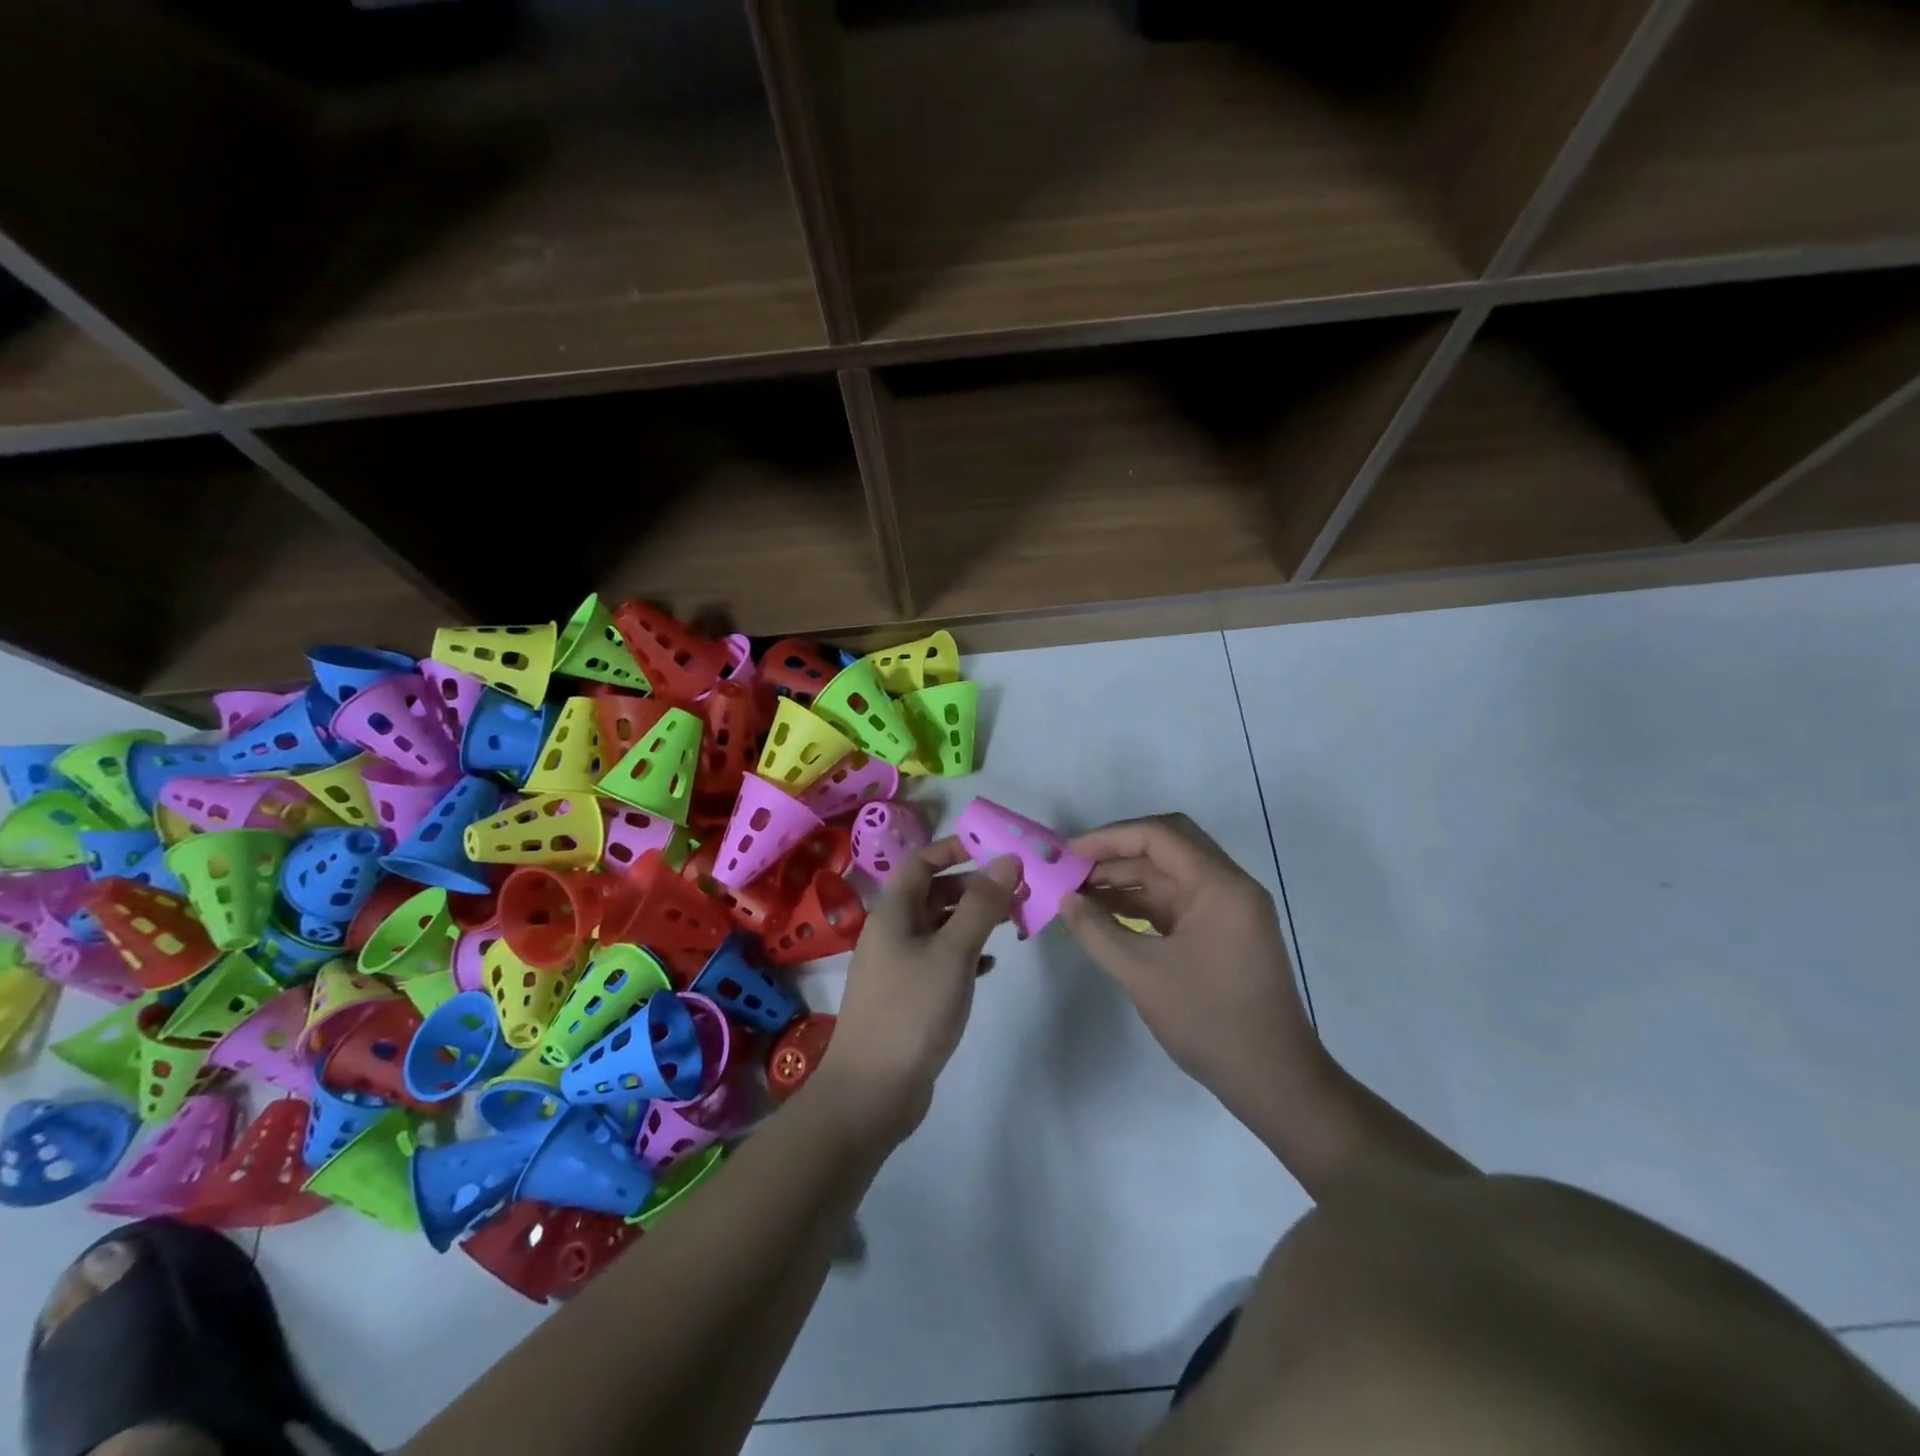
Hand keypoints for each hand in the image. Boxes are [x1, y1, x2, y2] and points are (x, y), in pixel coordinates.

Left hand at [816, 838, 1020, 1145]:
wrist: (871, 1092)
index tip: (994, 850)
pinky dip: (964, 954)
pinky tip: (989, 965)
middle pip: (932, 893)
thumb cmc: (912, 1011)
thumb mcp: (953, 952)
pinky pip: (938, 960)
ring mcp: (896, 966)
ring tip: (1011, 923)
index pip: (922, 862)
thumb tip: (1006, 859)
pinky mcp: (906, 996)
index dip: (954, 849)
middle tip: (1015, 891)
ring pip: (938, 927)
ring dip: (972, 921)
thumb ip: (981, 905)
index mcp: (893, 913)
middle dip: (973, 887)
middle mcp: (891, 932)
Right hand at [1060, 814, 1324, 1134]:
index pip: (1159, 836)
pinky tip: (1104, 913)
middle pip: (1166, 846)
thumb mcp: (1144, 975)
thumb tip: (1064, 900)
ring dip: (1125, 879)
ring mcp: (1227, 910)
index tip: (1068, 854)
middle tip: (1072, 868)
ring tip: (1078, 892)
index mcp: (1220, 886)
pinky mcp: (1221, 932)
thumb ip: (1098, 932)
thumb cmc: (1210, 1023)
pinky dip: (1140, 903)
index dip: (1108, 838)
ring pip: (1168, 874)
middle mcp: (1228, 886)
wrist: (1275, 1082)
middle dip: (1115, 853)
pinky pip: (1175, 901)